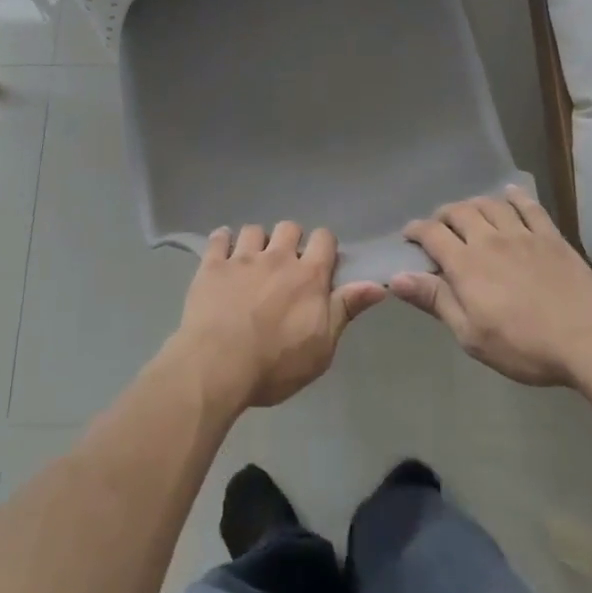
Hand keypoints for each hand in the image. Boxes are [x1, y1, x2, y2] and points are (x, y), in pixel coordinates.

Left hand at [170, 223, 385, 410]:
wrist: (218, 365)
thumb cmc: (276, 364)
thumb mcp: (322, 347)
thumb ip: (346, 309)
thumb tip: (378, 285)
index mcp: (308, 276)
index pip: (324, 238)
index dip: (324, 246)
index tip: (321, 263)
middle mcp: (277, 257)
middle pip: (289, 227)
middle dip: (290, 240)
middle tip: (285, 265)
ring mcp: (242, 258)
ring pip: (254, 229)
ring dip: (257, 241)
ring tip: (252, 260)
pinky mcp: (212, 265)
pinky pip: (219, 238)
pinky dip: (222, 240)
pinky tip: (222, 251)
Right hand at [390, 185, 591, 386]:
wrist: (589, 340)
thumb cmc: (524, 346)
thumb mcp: (471, 334)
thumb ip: (435, 300)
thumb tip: (396, 277)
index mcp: (465, 264)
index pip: (431, 234)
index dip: (415, 230)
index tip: (409, 236)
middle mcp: (489, 239)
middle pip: (459, 211)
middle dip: (443, 215)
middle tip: (439, 227)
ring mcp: (522, 234)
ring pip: (490, 204)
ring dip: (474, 204)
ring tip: (470, 214)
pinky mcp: (550, 236)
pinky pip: (529, 206)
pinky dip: (515, 197)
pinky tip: (509, 194)